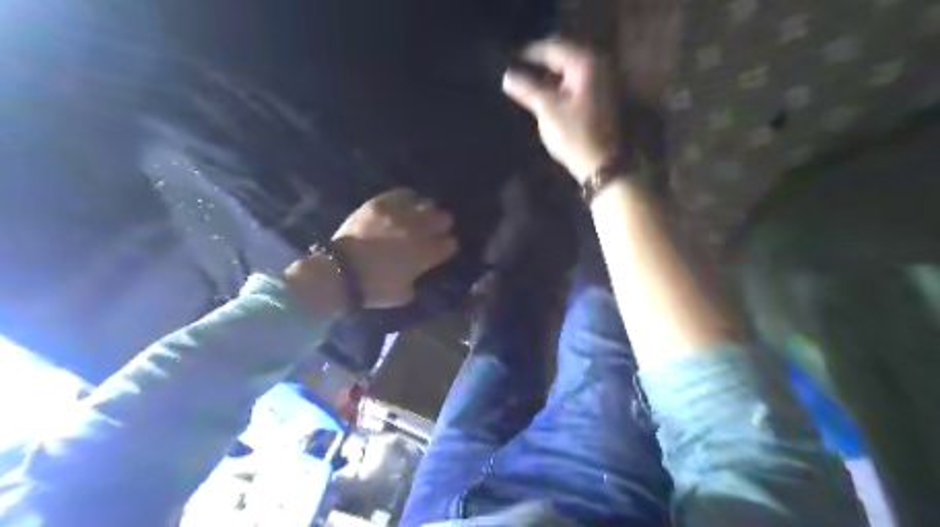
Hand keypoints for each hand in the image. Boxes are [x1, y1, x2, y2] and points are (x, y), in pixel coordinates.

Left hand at [329, 188, 458, 308]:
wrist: (341, 271)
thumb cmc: (374, 288)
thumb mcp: (402, 295)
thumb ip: (415, 281)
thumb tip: (417, 274)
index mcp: (426, 254)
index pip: (450, 244)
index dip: (447, 246)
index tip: (442, 248)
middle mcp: (419, 230)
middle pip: (444, 219)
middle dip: (442, 225)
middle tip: (435, 229)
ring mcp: (401, 214)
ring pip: (427, 204)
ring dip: (426, 211)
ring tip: (420, 215)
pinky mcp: (382, 204)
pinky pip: (403, 193)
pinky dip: (408, 198)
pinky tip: (406, 203)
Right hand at [502, 39, 622, 183]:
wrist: (601, 163)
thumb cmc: (575, 134)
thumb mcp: (547, 109)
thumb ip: (526, 89)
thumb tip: (507, 76)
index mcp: (585, 63)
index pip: (552, 48)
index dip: (529, 53)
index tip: (508, 59)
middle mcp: (597, 66)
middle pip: (562, 57)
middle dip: (539, 64)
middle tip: (516, 71)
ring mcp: (601, 83)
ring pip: (568, 72)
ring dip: (548, 76)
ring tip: (526, 85)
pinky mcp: (599, 99)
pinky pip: (574, 84)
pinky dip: (558, 87)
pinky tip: (544, 96)